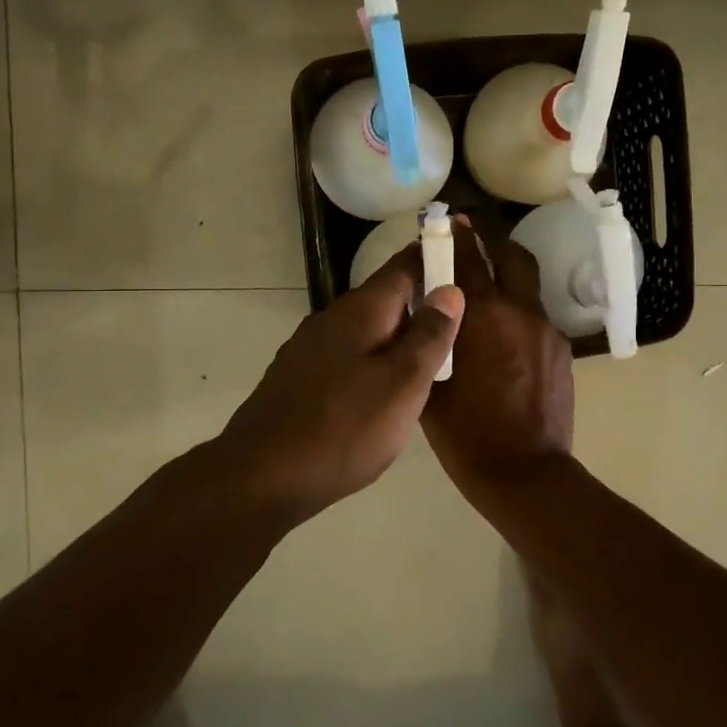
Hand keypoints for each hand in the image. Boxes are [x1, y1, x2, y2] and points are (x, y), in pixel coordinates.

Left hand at [217, 244, 463, 522]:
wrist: (262, 475)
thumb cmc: (344, 428)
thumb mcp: (402, 383)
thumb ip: (429, 336)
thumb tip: (449, 289)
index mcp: (360, 311)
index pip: (403, 266)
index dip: (433, 255)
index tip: (464, 251)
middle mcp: (331, 320)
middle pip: (384, 298)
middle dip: (421, 301)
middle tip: (462, 318)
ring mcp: (309, 350)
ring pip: (366, 330)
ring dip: (398, 335)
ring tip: (432, 355)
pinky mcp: (299, 379)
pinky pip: (348, 356)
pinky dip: (374, 360)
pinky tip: (385, 388)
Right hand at [421, 224, 574, 505]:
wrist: (525, 473)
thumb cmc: (466, 434)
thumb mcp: (431, 386)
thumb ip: (429, 342)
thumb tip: (425, 318)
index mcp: (483, 316)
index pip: (468, 259)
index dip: (457, 236)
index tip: (451, 220)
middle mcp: (520, 312)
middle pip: (513, 257)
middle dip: (494, 244)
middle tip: (476, 246)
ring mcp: (547, 331)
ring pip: (529, 289)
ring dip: (509, 282)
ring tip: (489, 301)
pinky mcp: (562, 353)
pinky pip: (537, 320)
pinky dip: (520, 317)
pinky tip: (506, 344)